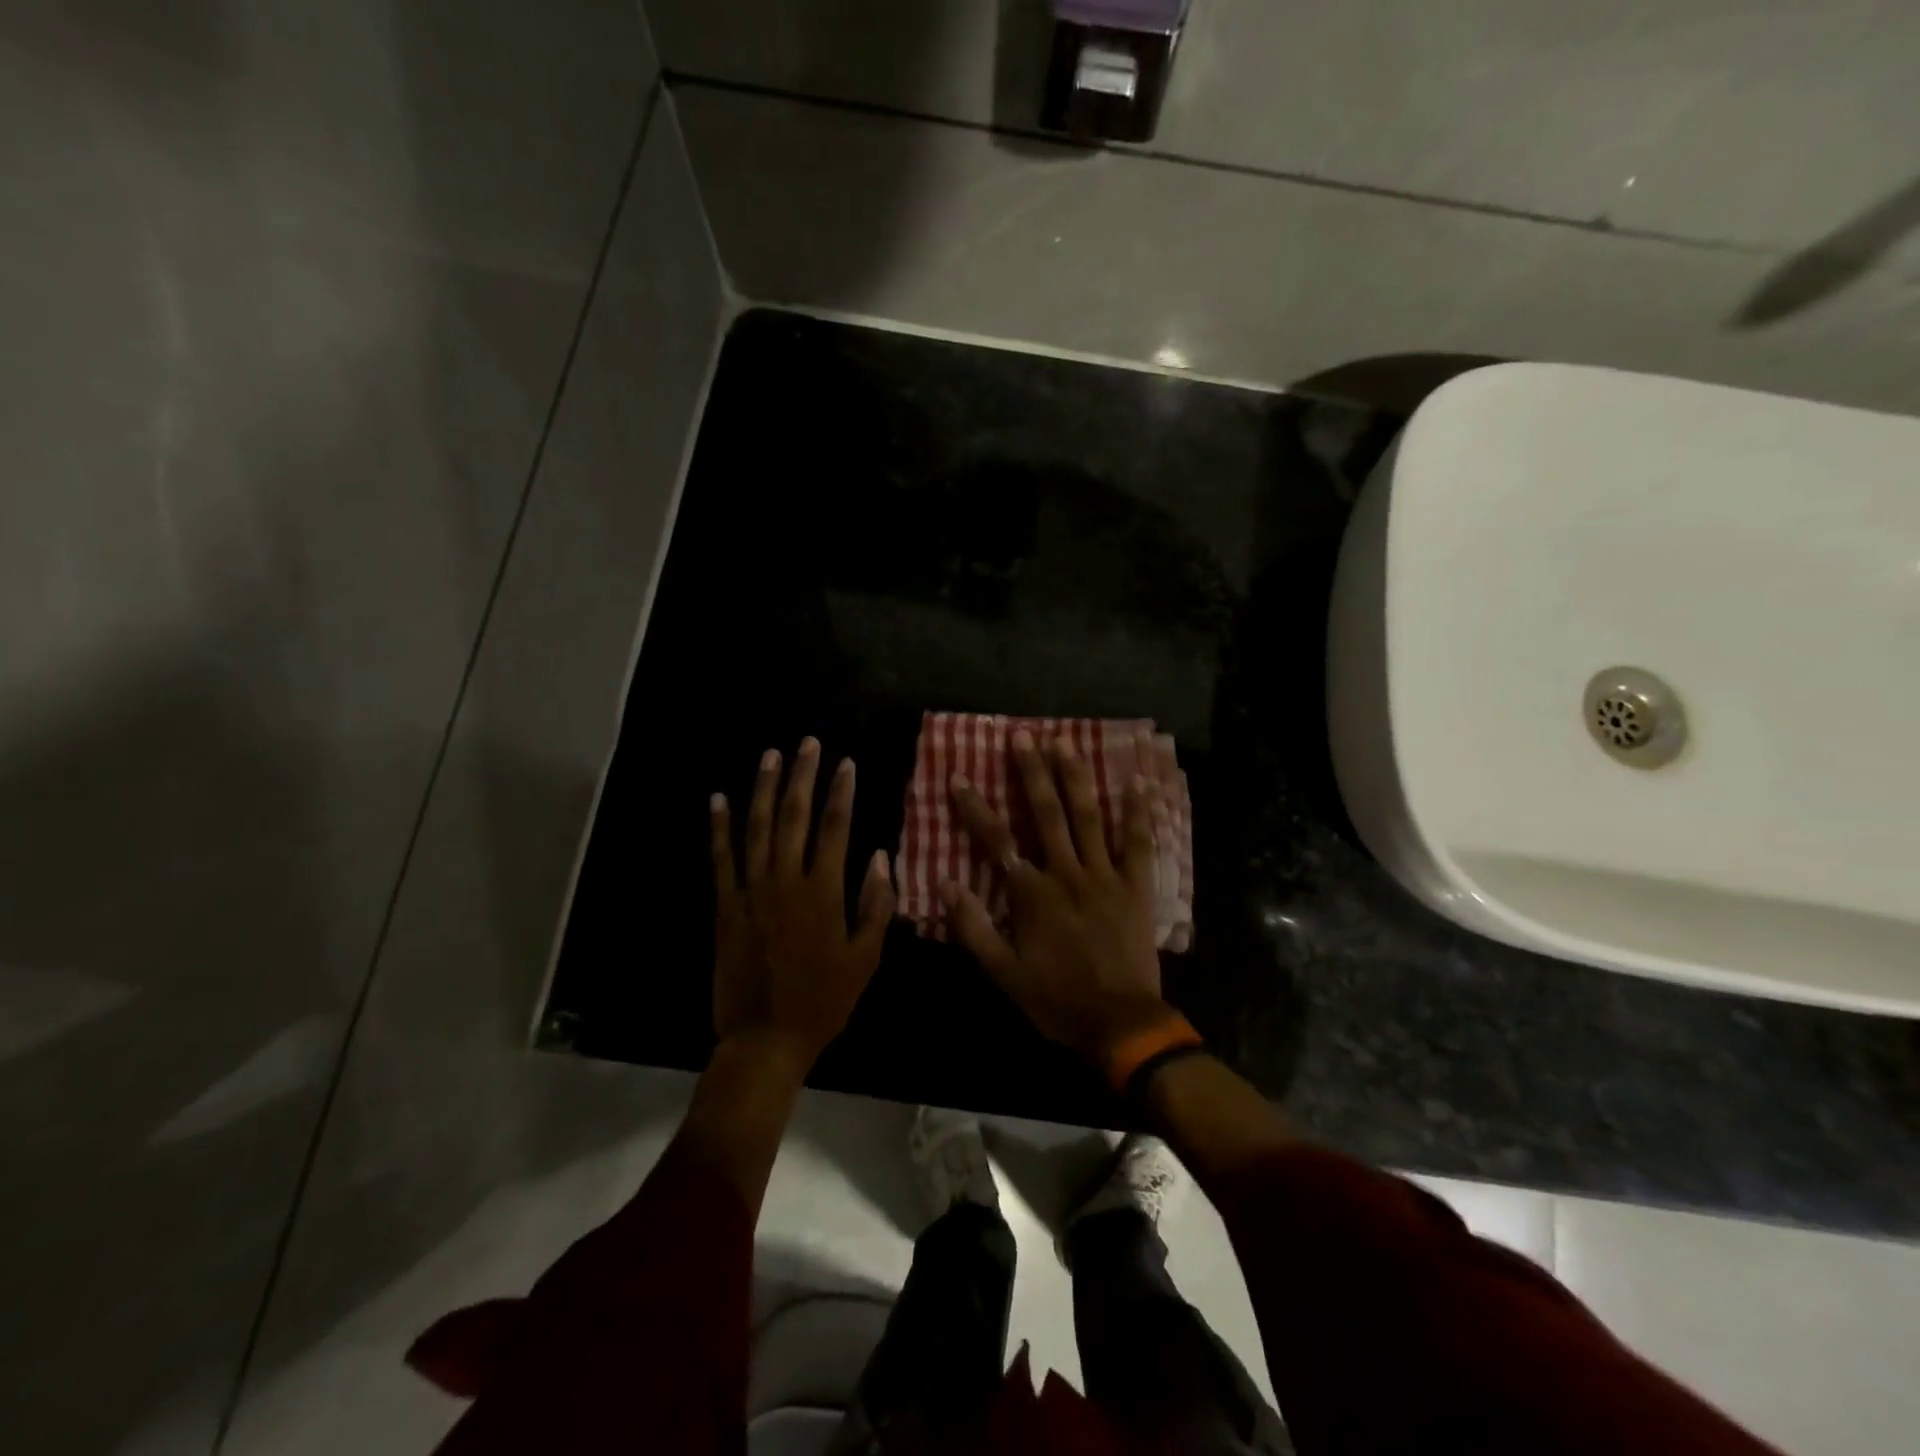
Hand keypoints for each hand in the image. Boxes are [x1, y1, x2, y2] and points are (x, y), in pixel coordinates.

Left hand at [710, 738, 895, 1068]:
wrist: (765, 1037)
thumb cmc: (824, 1000)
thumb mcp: (865, 958)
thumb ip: (875, 905)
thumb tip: (879, 857)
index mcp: (823, 891)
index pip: (835, 827)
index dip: (841, 792)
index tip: (846, 763)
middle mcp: (785, 880)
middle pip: (794, 815)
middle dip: (802, 775)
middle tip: (807, 743)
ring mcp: (750, 890)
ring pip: (756, 827)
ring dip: (763, 788)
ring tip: (770, 755)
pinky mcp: (724, 905)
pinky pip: (720, 858)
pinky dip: (719, 827)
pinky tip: (718, 799)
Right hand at [943, 729, 1170, 1066]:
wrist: (1121, 1023)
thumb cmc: (1057, 1000)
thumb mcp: (1004, 974)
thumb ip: (973, 929)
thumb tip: (946, 884)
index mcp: (1033, 894)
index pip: (997, 842)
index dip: (975, 808)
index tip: (959, 777)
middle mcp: (1068, 874)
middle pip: (1048, 815)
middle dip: (1032, 773)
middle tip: (1024, 736)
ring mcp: (1106, 877)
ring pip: (1089, 819)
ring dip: (1076, 779)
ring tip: (1066, 744)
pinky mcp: (1136, 887)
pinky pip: (1138, 844)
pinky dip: (1137, 813)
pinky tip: (1136, 782)